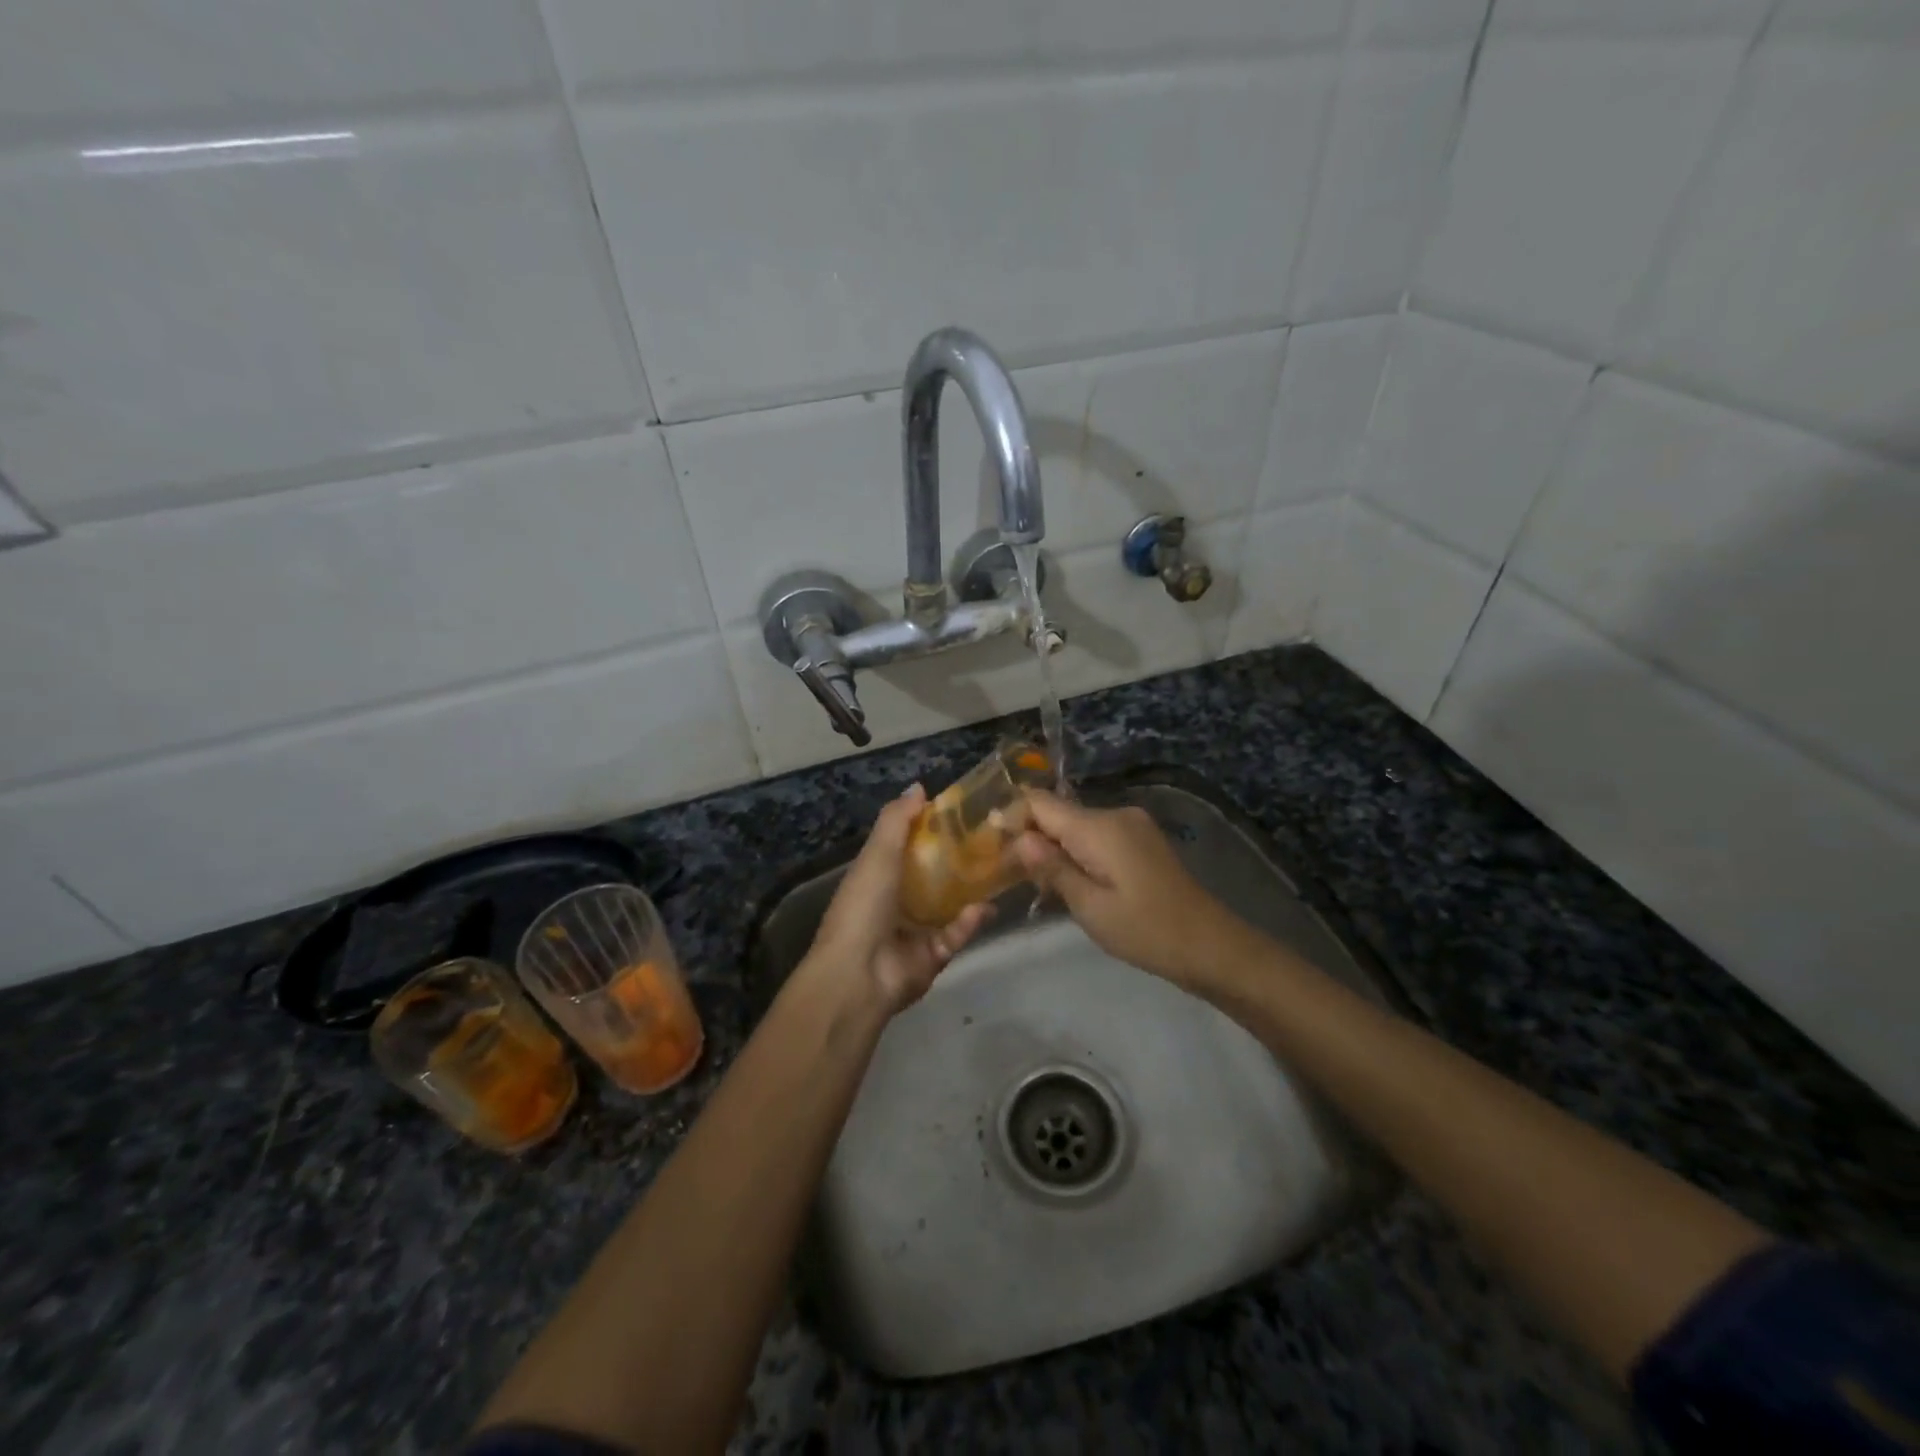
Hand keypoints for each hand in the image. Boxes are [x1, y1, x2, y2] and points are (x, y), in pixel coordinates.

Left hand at [805, 785, 990, 1015]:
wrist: (858, 974)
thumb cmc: (863, 906)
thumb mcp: (877, 854)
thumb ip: (897, 820)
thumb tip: (920, 787)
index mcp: (878, 875)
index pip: (909, 846)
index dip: (933, 829)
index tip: (964, 813)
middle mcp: (897, 900)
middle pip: (934, 874)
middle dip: (961, 860)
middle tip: (995, 840)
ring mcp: (916, 930)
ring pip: (951, 905)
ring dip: (972, 890)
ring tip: (1003, 869)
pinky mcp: (934, 956)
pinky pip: (956, 934)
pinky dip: (969, 922)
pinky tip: (984, 908)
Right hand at [1015, 791, 1248, 988]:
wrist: (1211, 945)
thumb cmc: (1146, 930)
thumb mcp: (1090, 906)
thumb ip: (1052, 868)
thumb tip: (1019, 839)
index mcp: (1100, 826)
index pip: (1040, 802)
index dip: (1013, 819)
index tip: (991, 847)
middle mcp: (1116, 815)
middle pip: (1058, 813)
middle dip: (1032, 838)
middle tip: (1008, 874)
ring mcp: (1132, 826)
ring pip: (1077, 826)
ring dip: (1055, 849)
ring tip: (1037, 884)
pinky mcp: (1142, 841)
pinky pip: (1098, 837)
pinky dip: (1078, 854)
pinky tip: (1071, 883)